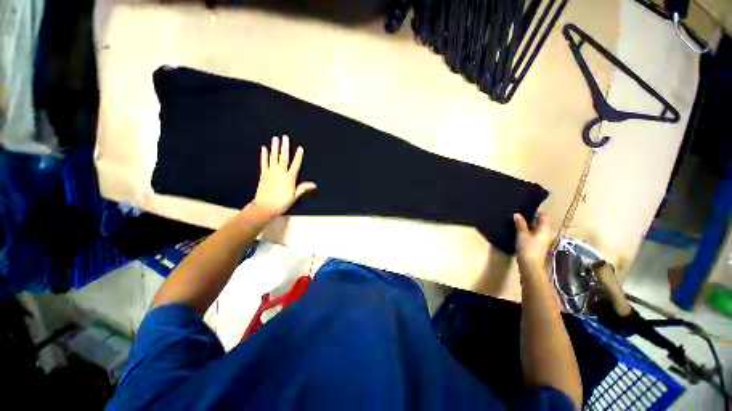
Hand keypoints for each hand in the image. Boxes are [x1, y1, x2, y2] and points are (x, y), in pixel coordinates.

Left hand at [250, 135, 315, 219]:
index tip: (300, 148)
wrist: (265, 207)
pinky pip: (264, 163)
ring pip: (273, 157)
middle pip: (284, 157)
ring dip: (274, 147)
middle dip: (285, 147)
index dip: (298, 156)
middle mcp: (280, 173)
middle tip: (285, 137)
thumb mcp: (294, 196)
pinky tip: (264, 148)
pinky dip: (264, 155)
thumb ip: (303, 188)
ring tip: (275, 138)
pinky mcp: (264, 175)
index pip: (295, 165)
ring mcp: (271, 172)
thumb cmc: (282, 202)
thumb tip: (314, 185)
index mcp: (289, 178)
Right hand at [513, 213, 551, 274]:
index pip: (542, 216)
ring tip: (516, 223)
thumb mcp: (522, 234)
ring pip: (535, 230)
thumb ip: (520, 224)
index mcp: (544, 229)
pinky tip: (518, 233)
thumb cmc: (528, 248)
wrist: (531, 266)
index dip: (535, 212)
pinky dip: (527, 233)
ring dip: (527, 226)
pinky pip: (533, 236)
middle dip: (530, 219)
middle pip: (539, 223)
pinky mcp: (537, 246)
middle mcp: (546, 234)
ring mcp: (542, 241)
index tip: (524, 210)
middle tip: (518, 216)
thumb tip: (517, 214)